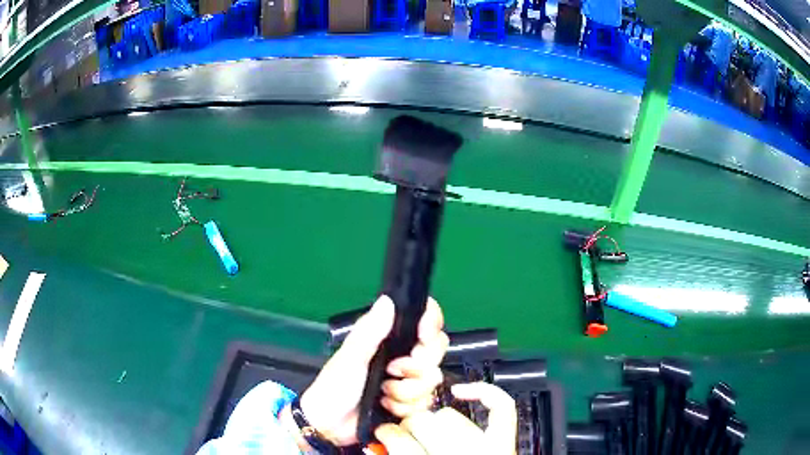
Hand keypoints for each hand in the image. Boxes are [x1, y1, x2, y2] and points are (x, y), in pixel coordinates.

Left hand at [298, 295, 449, 445]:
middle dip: (416, 366)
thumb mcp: (350, 358)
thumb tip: (388, 299)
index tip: (423, 336)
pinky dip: (405, 407)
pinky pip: (426, 402)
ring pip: (432, 380)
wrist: (331, 426)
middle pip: (436, 351)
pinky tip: (387, 407)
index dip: (431, 324)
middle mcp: (404, 357)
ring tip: (383, 394)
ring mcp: (409, 381)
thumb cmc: (334, 387)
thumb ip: (369, 332)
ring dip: (406, 391)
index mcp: (389, 339)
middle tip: (392, 371)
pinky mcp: (411, 403)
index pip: (425, 320)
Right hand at [374, 382, 517, 454]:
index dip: (385, 434)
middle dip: (406, 427)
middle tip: (402, 434)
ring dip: (434, 421)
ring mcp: (487, 449)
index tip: (381, 434)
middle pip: (423, 424)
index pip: (401, 442)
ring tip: (429, 433)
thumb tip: (373, 448)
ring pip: (450, 416)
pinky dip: (484, 392)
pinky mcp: (505, 443)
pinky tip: (462, 391)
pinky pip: (501, 407)